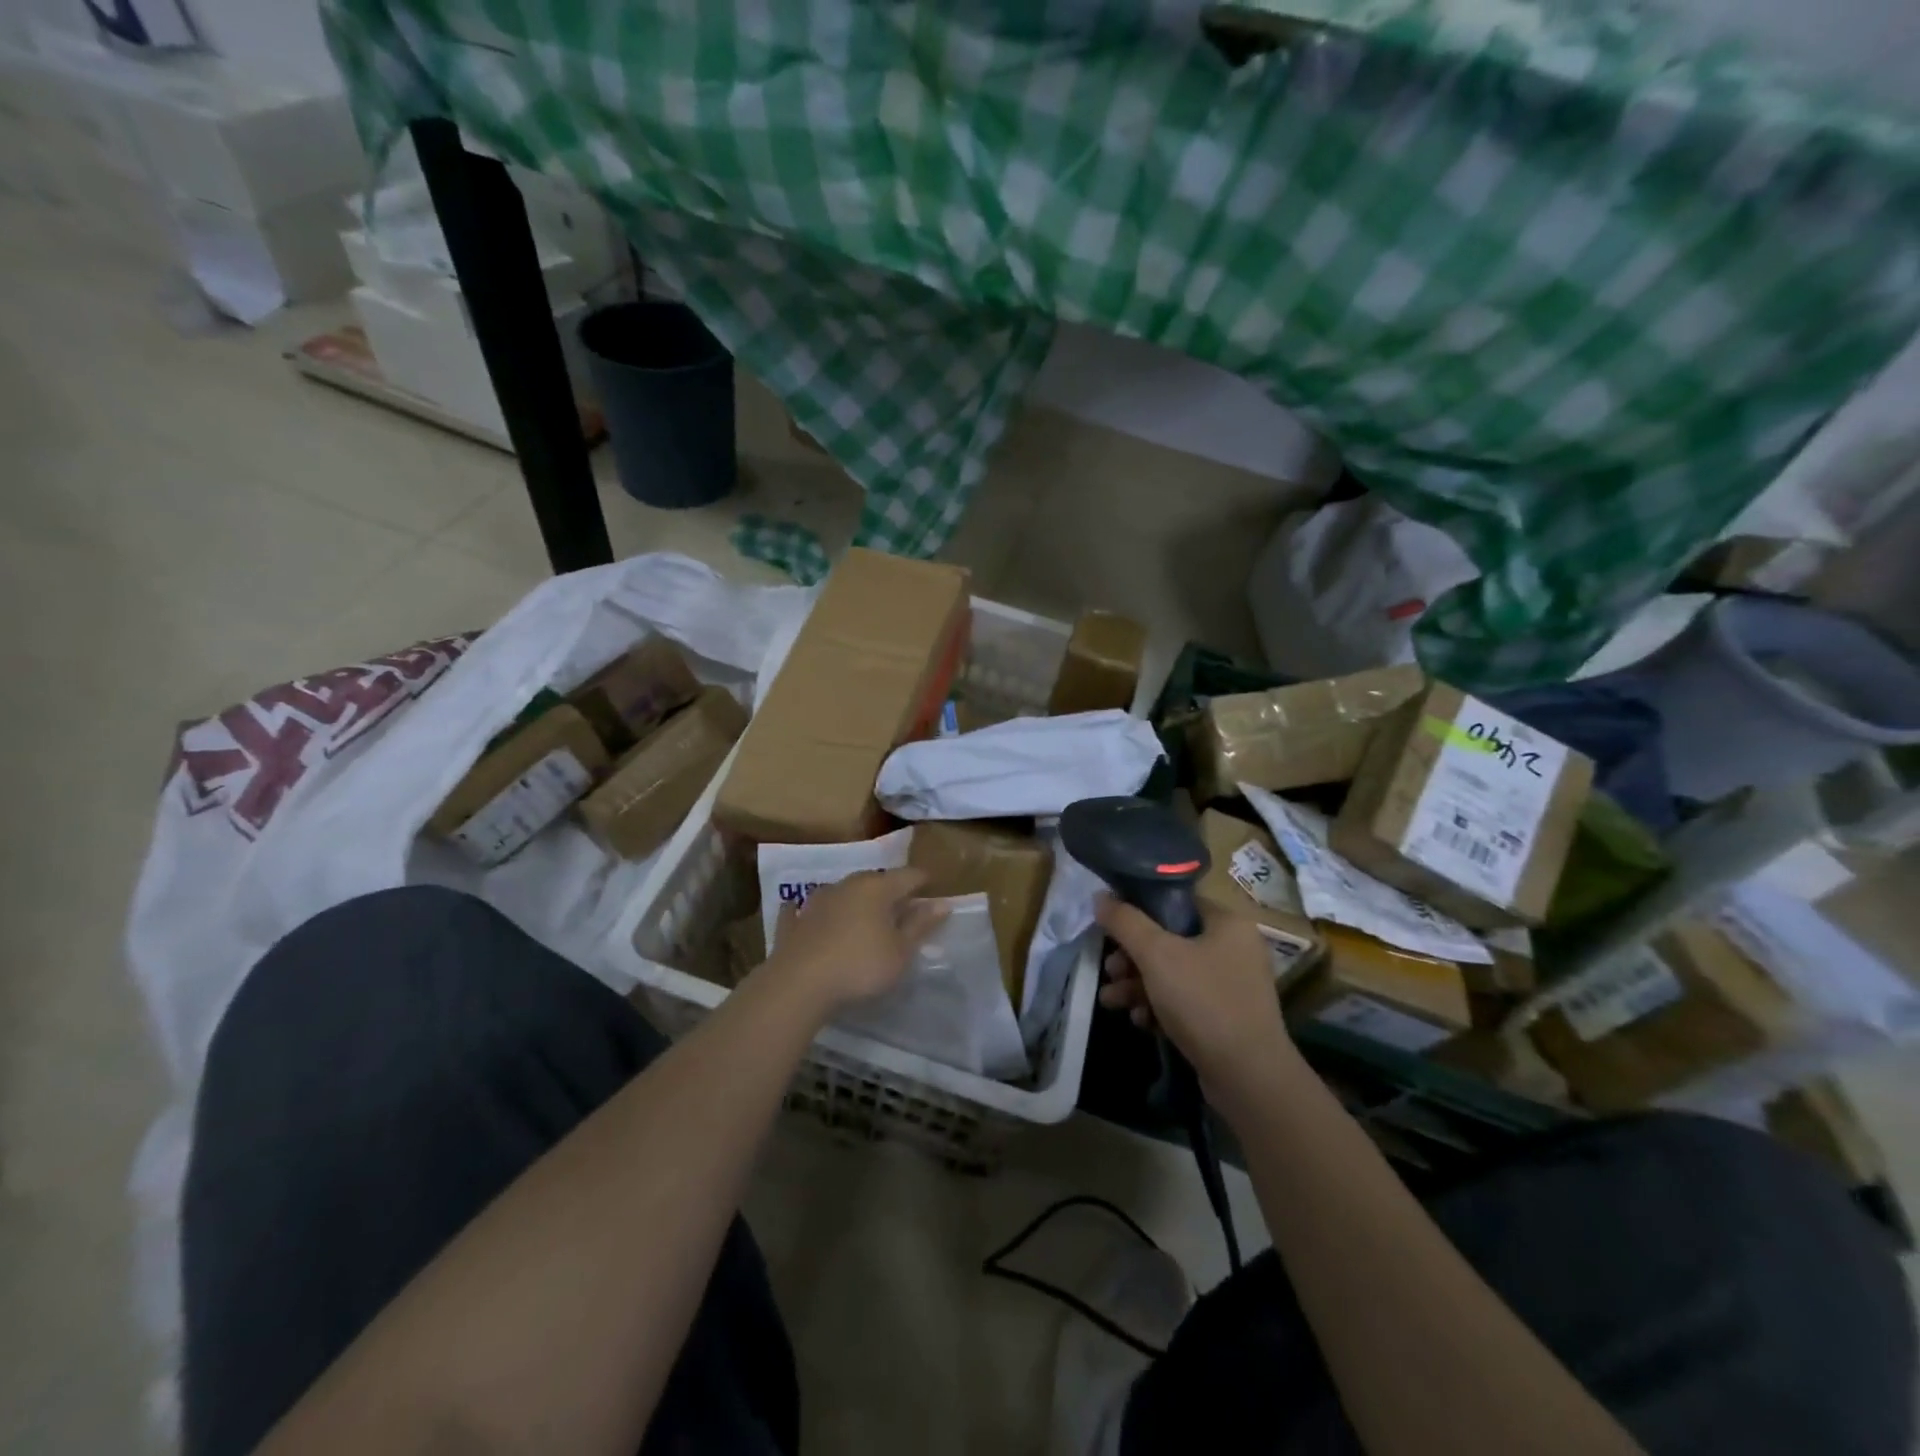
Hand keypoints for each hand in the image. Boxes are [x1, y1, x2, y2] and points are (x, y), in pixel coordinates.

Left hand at [766, 868, 948, 1015]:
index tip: (934, 896)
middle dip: (891, 893)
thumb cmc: (861, 966)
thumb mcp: (901, 952)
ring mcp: (817, 900)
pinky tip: (807, 915)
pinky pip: (806, 910)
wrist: (799, 984)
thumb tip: (942, 903)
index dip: (925, 883)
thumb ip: (921, 925)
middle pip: (876, 881)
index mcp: (878, 887)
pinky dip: (814, 913)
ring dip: (856, 901)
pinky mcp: (794, 921)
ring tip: (865, 920)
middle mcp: (848, 884)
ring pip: (844, 892)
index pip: (910, 875)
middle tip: (903, 913)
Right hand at [1095, 896, 1295, 1091]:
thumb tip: (1100, 897)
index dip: (1139, 910)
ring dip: (1138, 984)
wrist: (1248, 1078)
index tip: (1111, 927)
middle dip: (1132, 957)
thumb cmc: (1203, 1002)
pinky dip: (1159, 1007)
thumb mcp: (1156, 955)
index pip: (1176, 902)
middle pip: (1170, 940)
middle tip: (1110, 971)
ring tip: (1111, 1001)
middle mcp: (1234, 948)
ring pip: (1173, 973)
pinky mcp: (1226, 1017)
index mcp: (1228, 922)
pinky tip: (1141, 1021)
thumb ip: (1125, 922)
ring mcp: (1232, 985)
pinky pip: (1185, 1000)